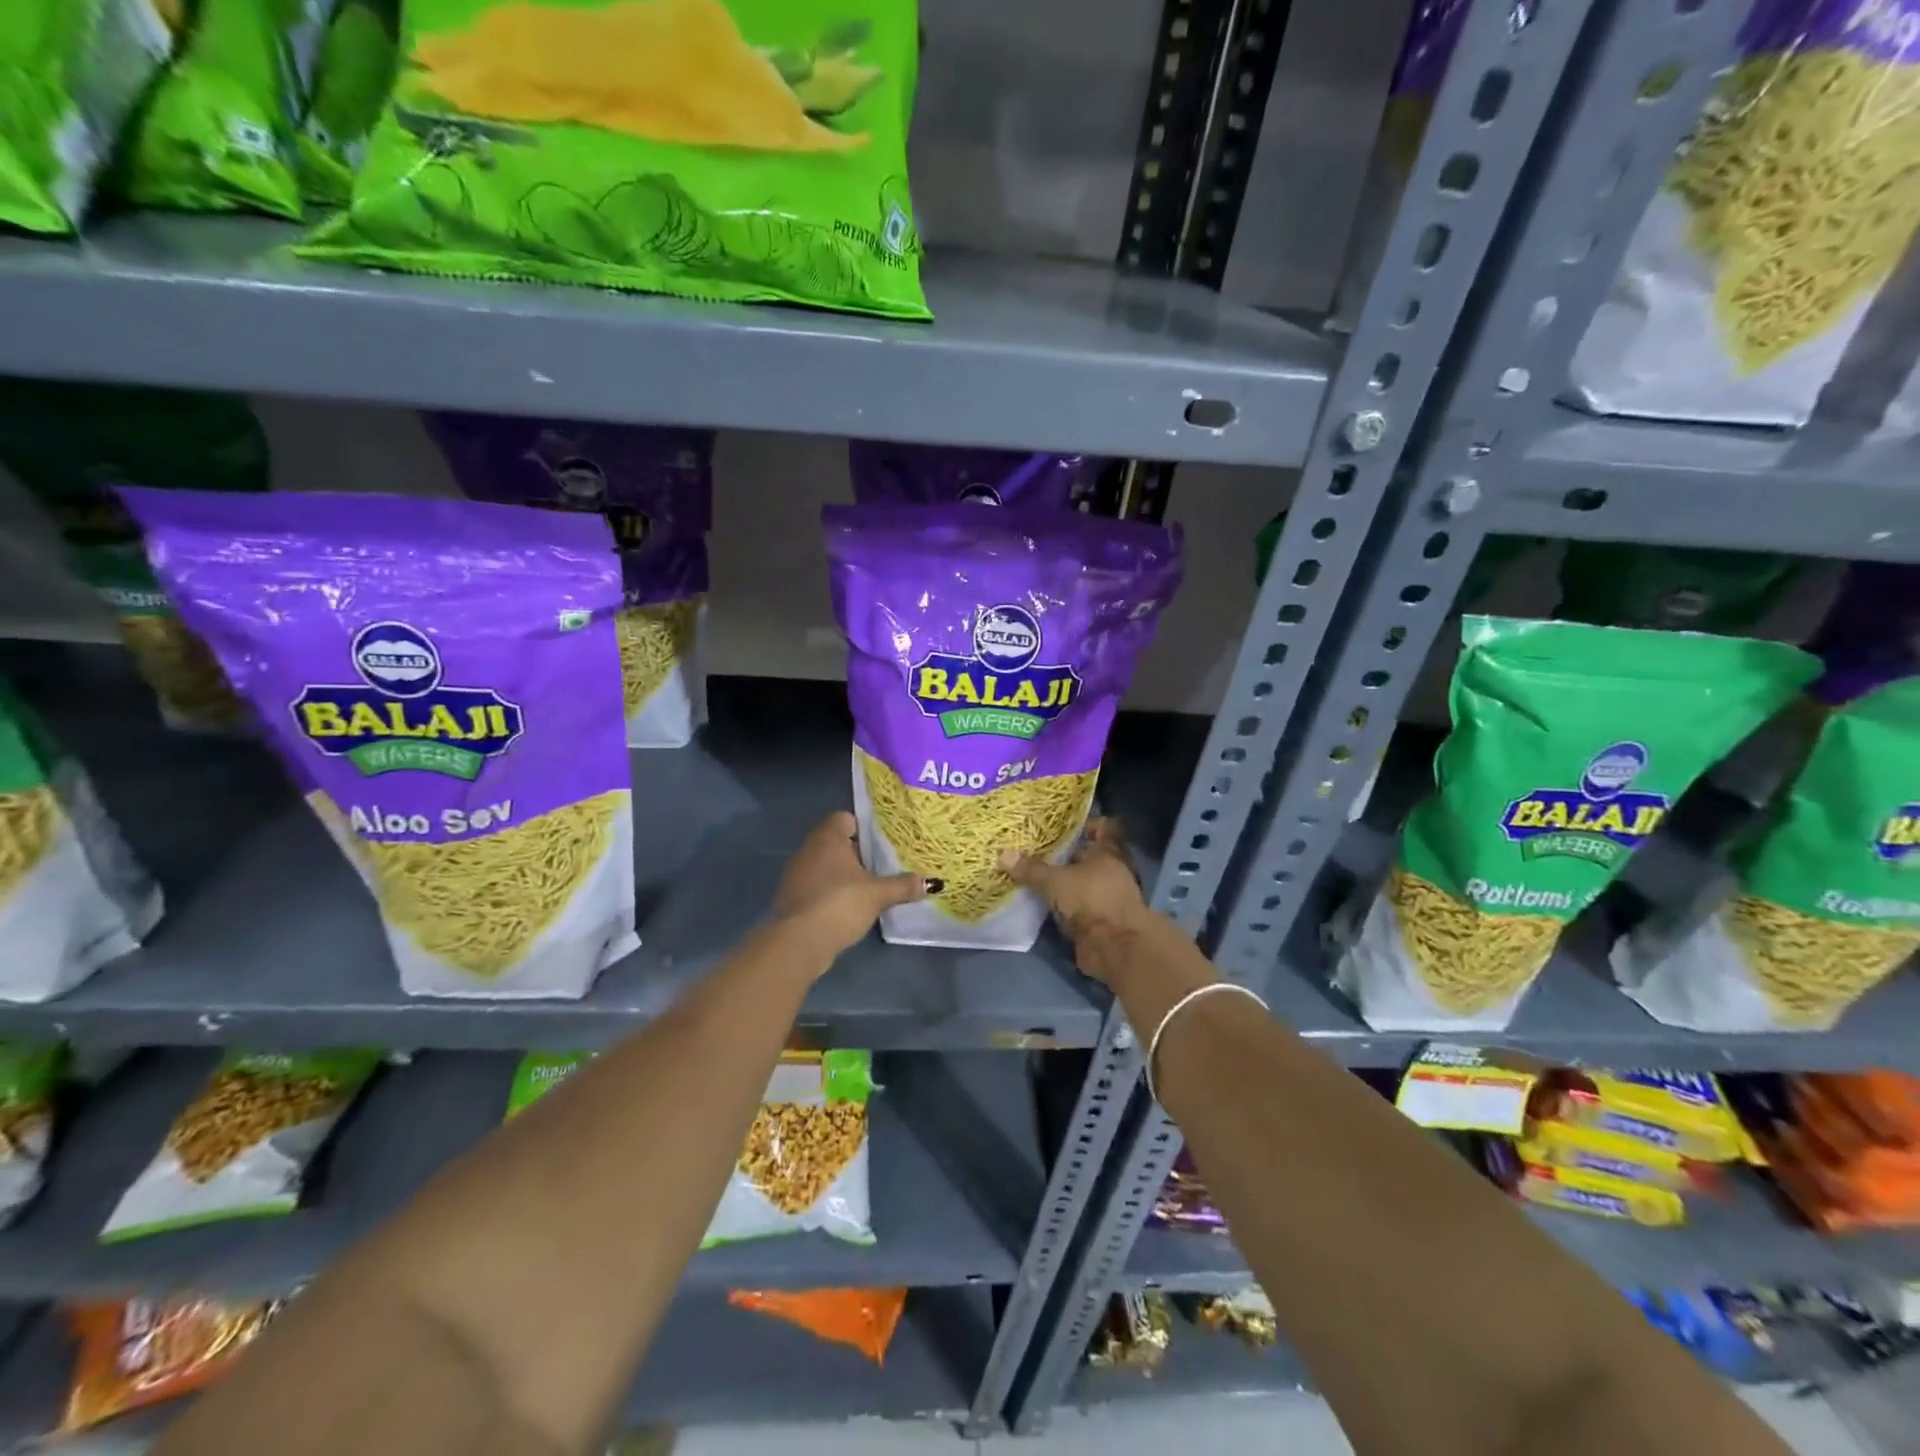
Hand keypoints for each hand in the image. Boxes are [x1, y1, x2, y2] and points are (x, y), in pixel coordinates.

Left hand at [772, 811, 926, 960]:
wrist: (798, 942)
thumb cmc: (840, 904)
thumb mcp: (878, 894)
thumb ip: (903, 886)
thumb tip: (930, 882)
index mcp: (828, 838)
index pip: (844, 817)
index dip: (862, 826)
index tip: (881, 842)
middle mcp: (809, 849)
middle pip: (835, 841)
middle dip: (857, 852)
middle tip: (881, 865)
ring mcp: (796, 873)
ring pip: (824, 864)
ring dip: (842, 874)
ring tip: (868, 887)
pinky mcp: (792, 897)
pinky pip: (816, 885)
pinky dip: (830, 891)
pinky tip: (847, 907)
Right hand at [1000, 819, 1153, 983]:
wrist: (1114, 947)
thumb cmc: (1091, 900)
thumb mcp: (1056, 881)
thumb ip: (1031, 869)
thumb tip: (1003, 855)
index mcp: (1108, 852)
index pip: (1103, 828)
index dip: (1085, 824)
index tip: (1060, 825)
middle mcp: (1111, 871)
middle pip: (1088, 856)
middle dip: (1065, 854)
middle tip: (1035, 848)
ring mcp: (1107, 897)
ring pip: (1081, 882)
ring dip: (1062, 882)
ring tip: (1032, 874)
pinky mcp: (1099, 921)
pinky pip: (1077, 906)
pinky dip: (1062, 905)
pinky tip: (1040, 902)